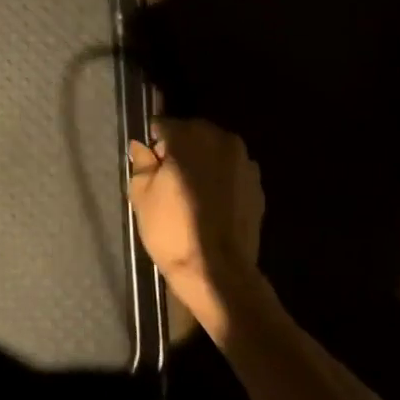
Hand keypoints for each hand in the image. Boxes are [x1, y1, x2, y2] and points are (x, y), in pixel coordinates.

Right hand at [128, 119, 263, 336]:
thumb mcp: (141, 195)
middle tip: (168, 179)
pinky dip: (221, 180)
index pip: (163, 126)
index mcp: (189, 136)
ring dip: (203, 163)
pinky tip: (211, 205)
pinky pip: (232, 173)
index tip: (150, 165)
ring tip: (191, 193)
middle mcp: (221, 140)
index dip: (153, 145)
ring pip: (215, 153)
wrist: (218, 273)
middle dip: (180, 150)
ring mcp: (244, 163)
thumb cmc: (172, 230)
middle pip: (193, 134)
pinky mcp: (258, 186)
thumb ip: (141, 163)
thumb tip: (141, 147)